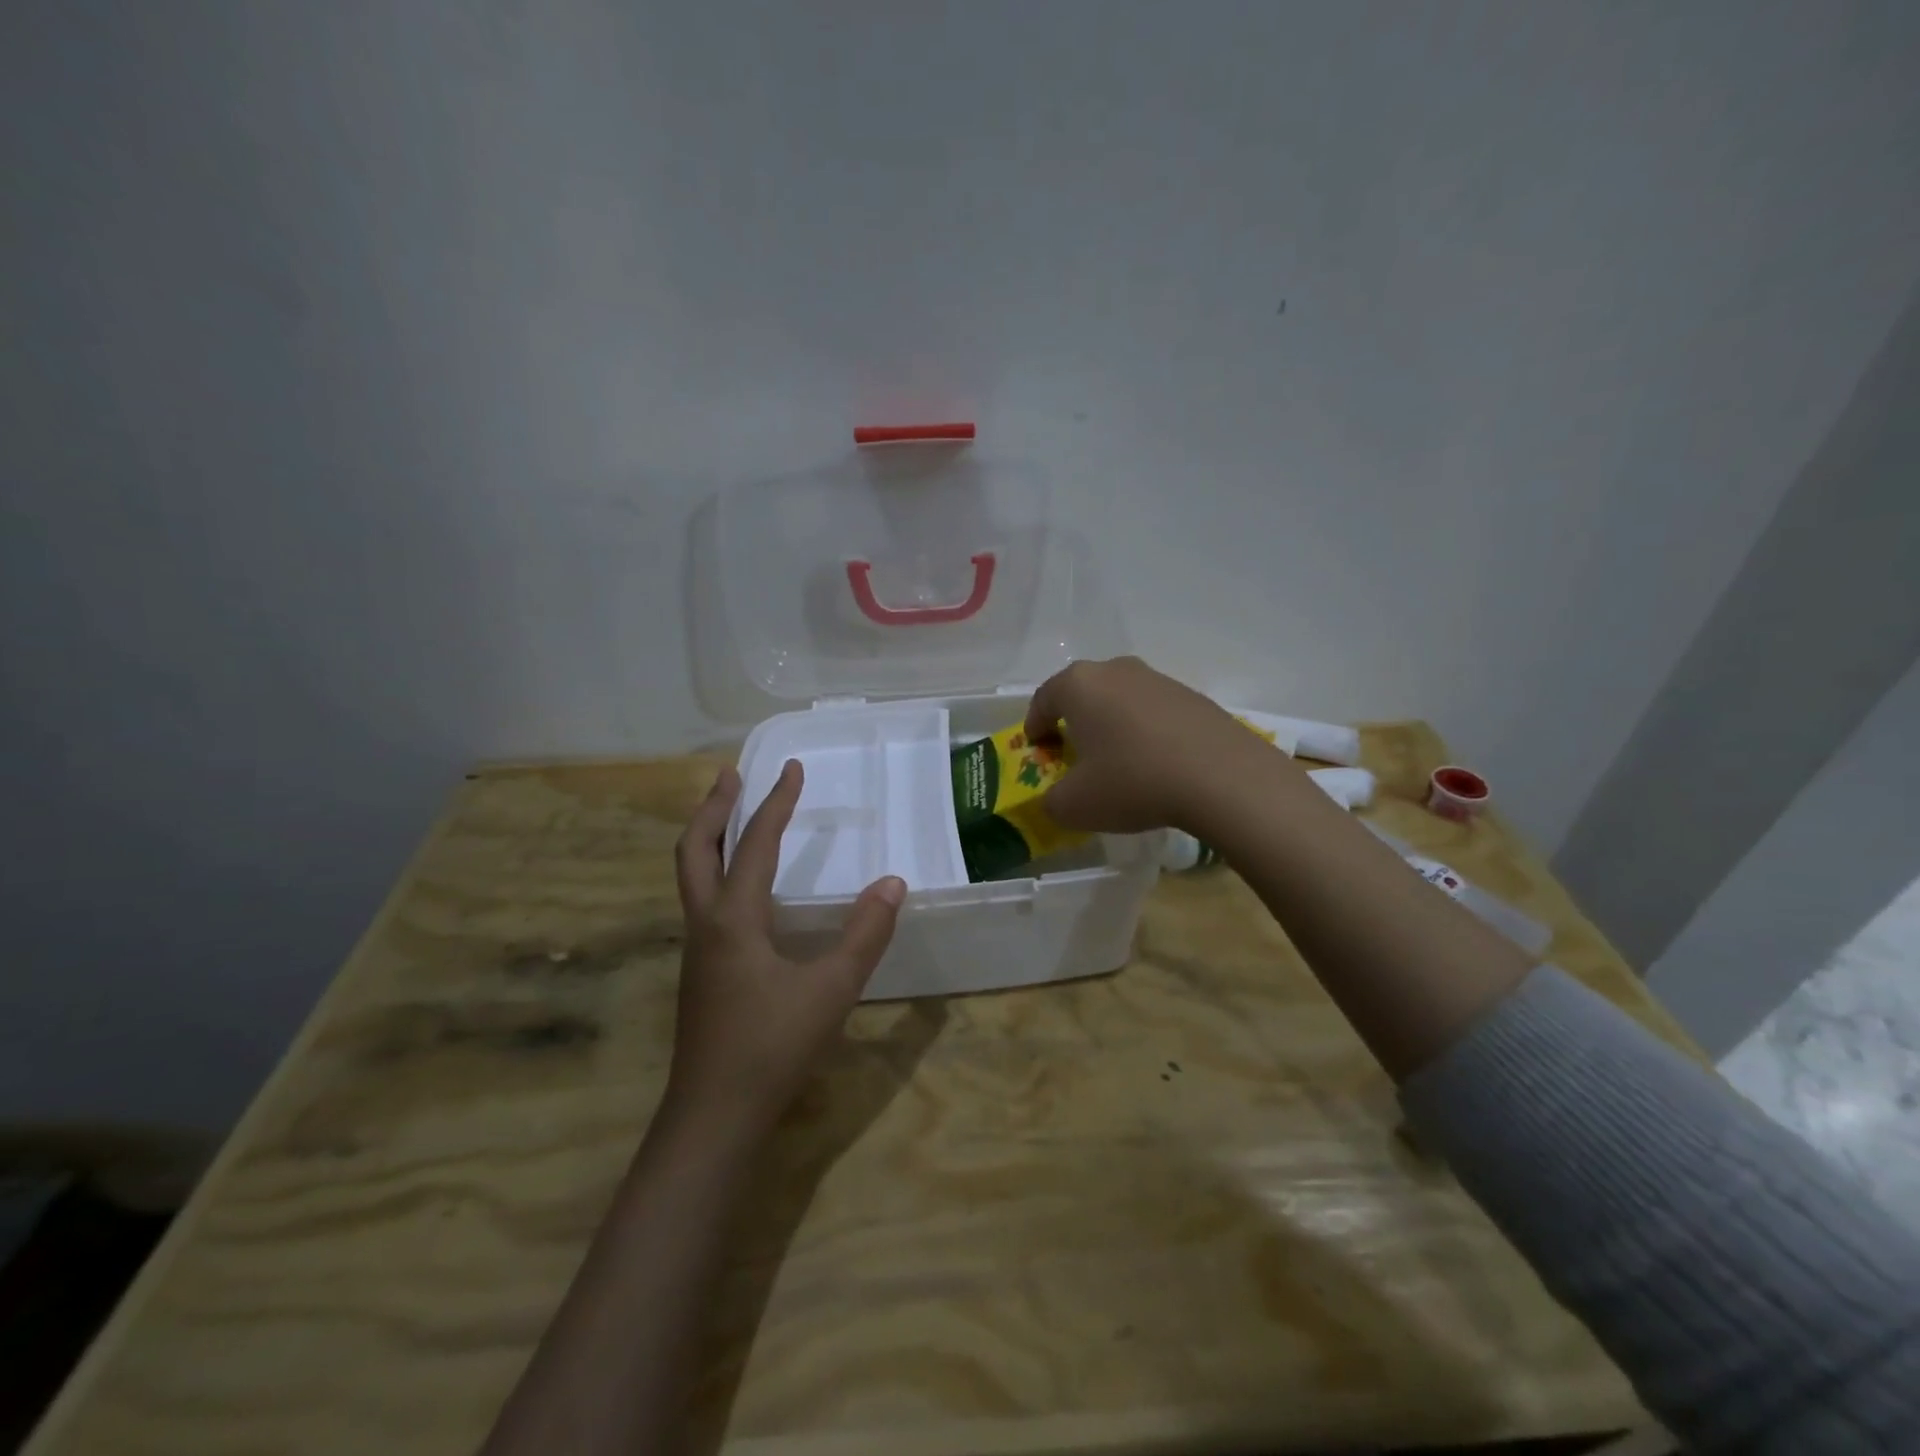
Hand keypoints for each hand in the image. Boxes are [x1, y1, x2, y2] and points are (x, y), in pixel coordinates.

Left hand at [668, 761, 905, 1135]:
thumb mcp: (831, 989)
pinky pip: (702, 900)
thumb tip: (892, 883)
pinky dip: (715, 870)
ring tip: (732, 815)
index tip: (792, 768)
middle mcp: (706, 924)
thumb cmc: (772, 1048)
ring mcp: (697, 949)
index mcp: (733, 918)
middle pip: (695, 849)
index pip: (755, 844)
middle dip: (714, 807)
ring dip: (709, 836)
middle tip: (732, 774)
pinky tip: (742, 887)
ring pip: (691, 876)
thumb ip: (865, 934)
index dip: (776, 803)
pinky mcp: (701, 970)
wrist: (713, 1117)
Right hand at [1023, 656, 1289, 833]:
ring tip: (1117, 761)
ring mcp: (1158, 679)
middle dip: (1074, 722)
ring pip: (1120, 700)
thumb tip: (1055, 798)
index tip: (1038, 750)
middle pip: (1083, 694)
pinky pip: (1153, 712)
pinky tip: (1155, 763)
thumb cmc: (1132, 781)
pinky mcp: (1192, 696)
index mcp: (1078, 685)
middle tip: (1074, 755)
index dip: (1034, 727)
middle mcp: (1115, 670)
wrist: (1222, 777)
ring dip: (1112, 726)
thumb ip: (1051, 801)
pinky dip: (1145, 732)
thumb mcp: (1074, 805)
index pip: (1043, 700)